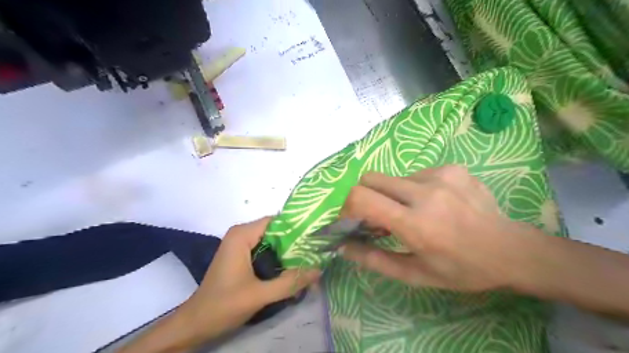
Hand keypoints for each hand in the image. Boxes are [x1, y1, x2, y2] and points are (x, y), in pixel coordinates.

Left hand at [186, 217, 319, 335]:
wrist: (196, 323)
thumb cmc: (223, 305)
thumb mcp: (260, 294)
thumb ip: (290, 282)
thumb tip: (319, 270)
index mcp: (242, 235)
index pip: (277, 221)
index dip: (297, 228)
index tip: (315, 238)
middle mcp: (241, 234)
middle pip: (275, 231)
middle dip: (295, 242)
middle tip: (316, 253)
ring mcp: (240, 244)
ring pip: (272, 241)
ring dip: (288, 252)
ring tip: (309, 261)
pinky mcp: (241, 255)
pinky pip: (265, 249)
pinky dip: (278, 258)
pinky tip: (292, 269)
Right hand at [339, 165, 546, 291]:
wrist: (511, 250)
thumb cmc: (461, 269)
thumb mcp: (415, 274)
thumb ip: (374, 259)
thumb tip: (343, 246)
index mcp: (416, 223)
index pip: (362, 197)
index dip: (348, 207)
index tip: (353, 221)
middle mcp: (426, 192)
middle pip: (371, 178)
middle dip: (365, 197)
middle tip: (379, 217)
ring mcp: (441, 175)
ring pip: (393, 178)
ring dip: (393, 195)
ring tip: (414, 213)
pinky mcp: (452, 168)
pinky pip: (416, 174)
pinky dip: (414, 189)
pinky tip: (435, 204)